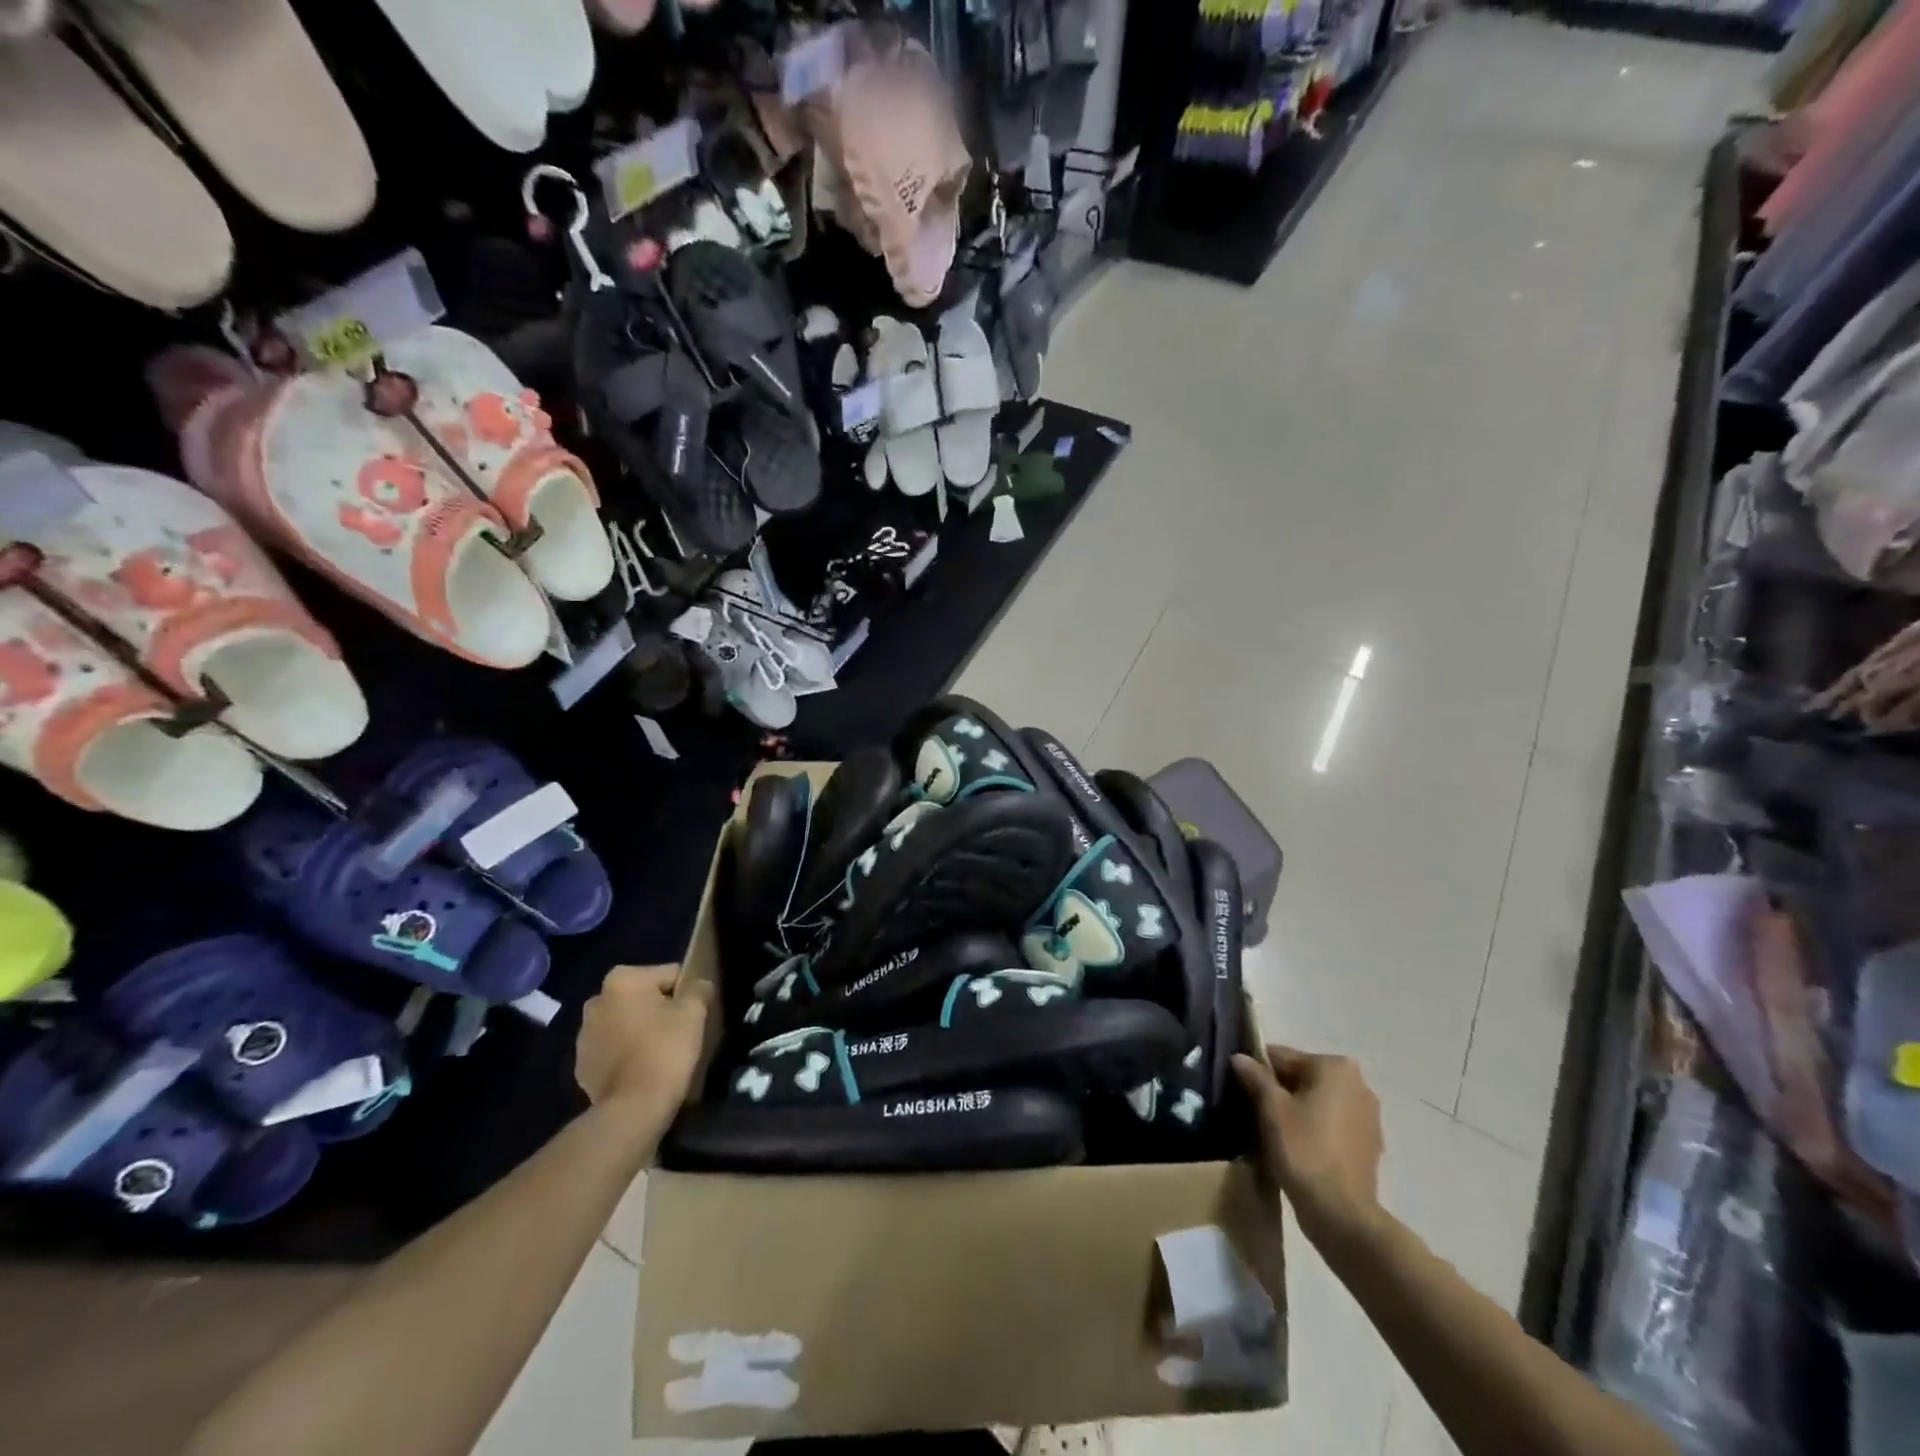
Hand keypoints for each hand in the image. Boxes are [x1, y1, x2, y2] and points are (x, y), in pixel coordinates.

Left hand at [576, 964, 712, 1124]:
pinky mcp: (582, 1066)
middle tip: (679, 1032)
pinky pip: (613, 1049)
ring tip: (661, 1053)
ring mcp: (584, 1036)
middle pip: (643, 997)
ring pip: (626, 1023)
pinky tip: (642, 1069)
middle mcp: (596, 1001)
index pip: (669, 974)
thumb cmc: (665, 1049)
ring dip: (640, 1031)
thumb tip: (698, 984)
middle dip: (659, 1009)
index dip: (687, 993)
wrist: (633, 1108)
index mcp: (622, 980)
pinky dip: (626, 1054)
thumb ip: (698, 988)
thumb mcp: (694, 1011)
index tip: (695, 1014)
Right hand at [1233, 1045, 1385, 1251]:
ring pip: (1318, 1101)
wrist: (1341, 1214)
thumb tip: (1240, 1057)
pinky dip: (1315, 1128)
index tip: (1241, 1089)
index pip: (1284, 1056)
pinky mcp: (1370, 1144)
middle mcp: (1358, 1084)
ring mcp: (1368, 1115)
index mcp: (1335, 1067)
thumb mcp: (1271, 1108)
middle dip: (1279, 1090)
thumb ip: (1255, 1076)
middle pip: (1303, 1077)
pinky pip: (1332, 1124)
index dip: (1258, 1070)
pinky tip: (1298, 1147)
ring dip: (1297, 1110)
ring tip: (1274, 1132)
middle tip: (1255, 1112)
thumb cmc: (1304, 1150)